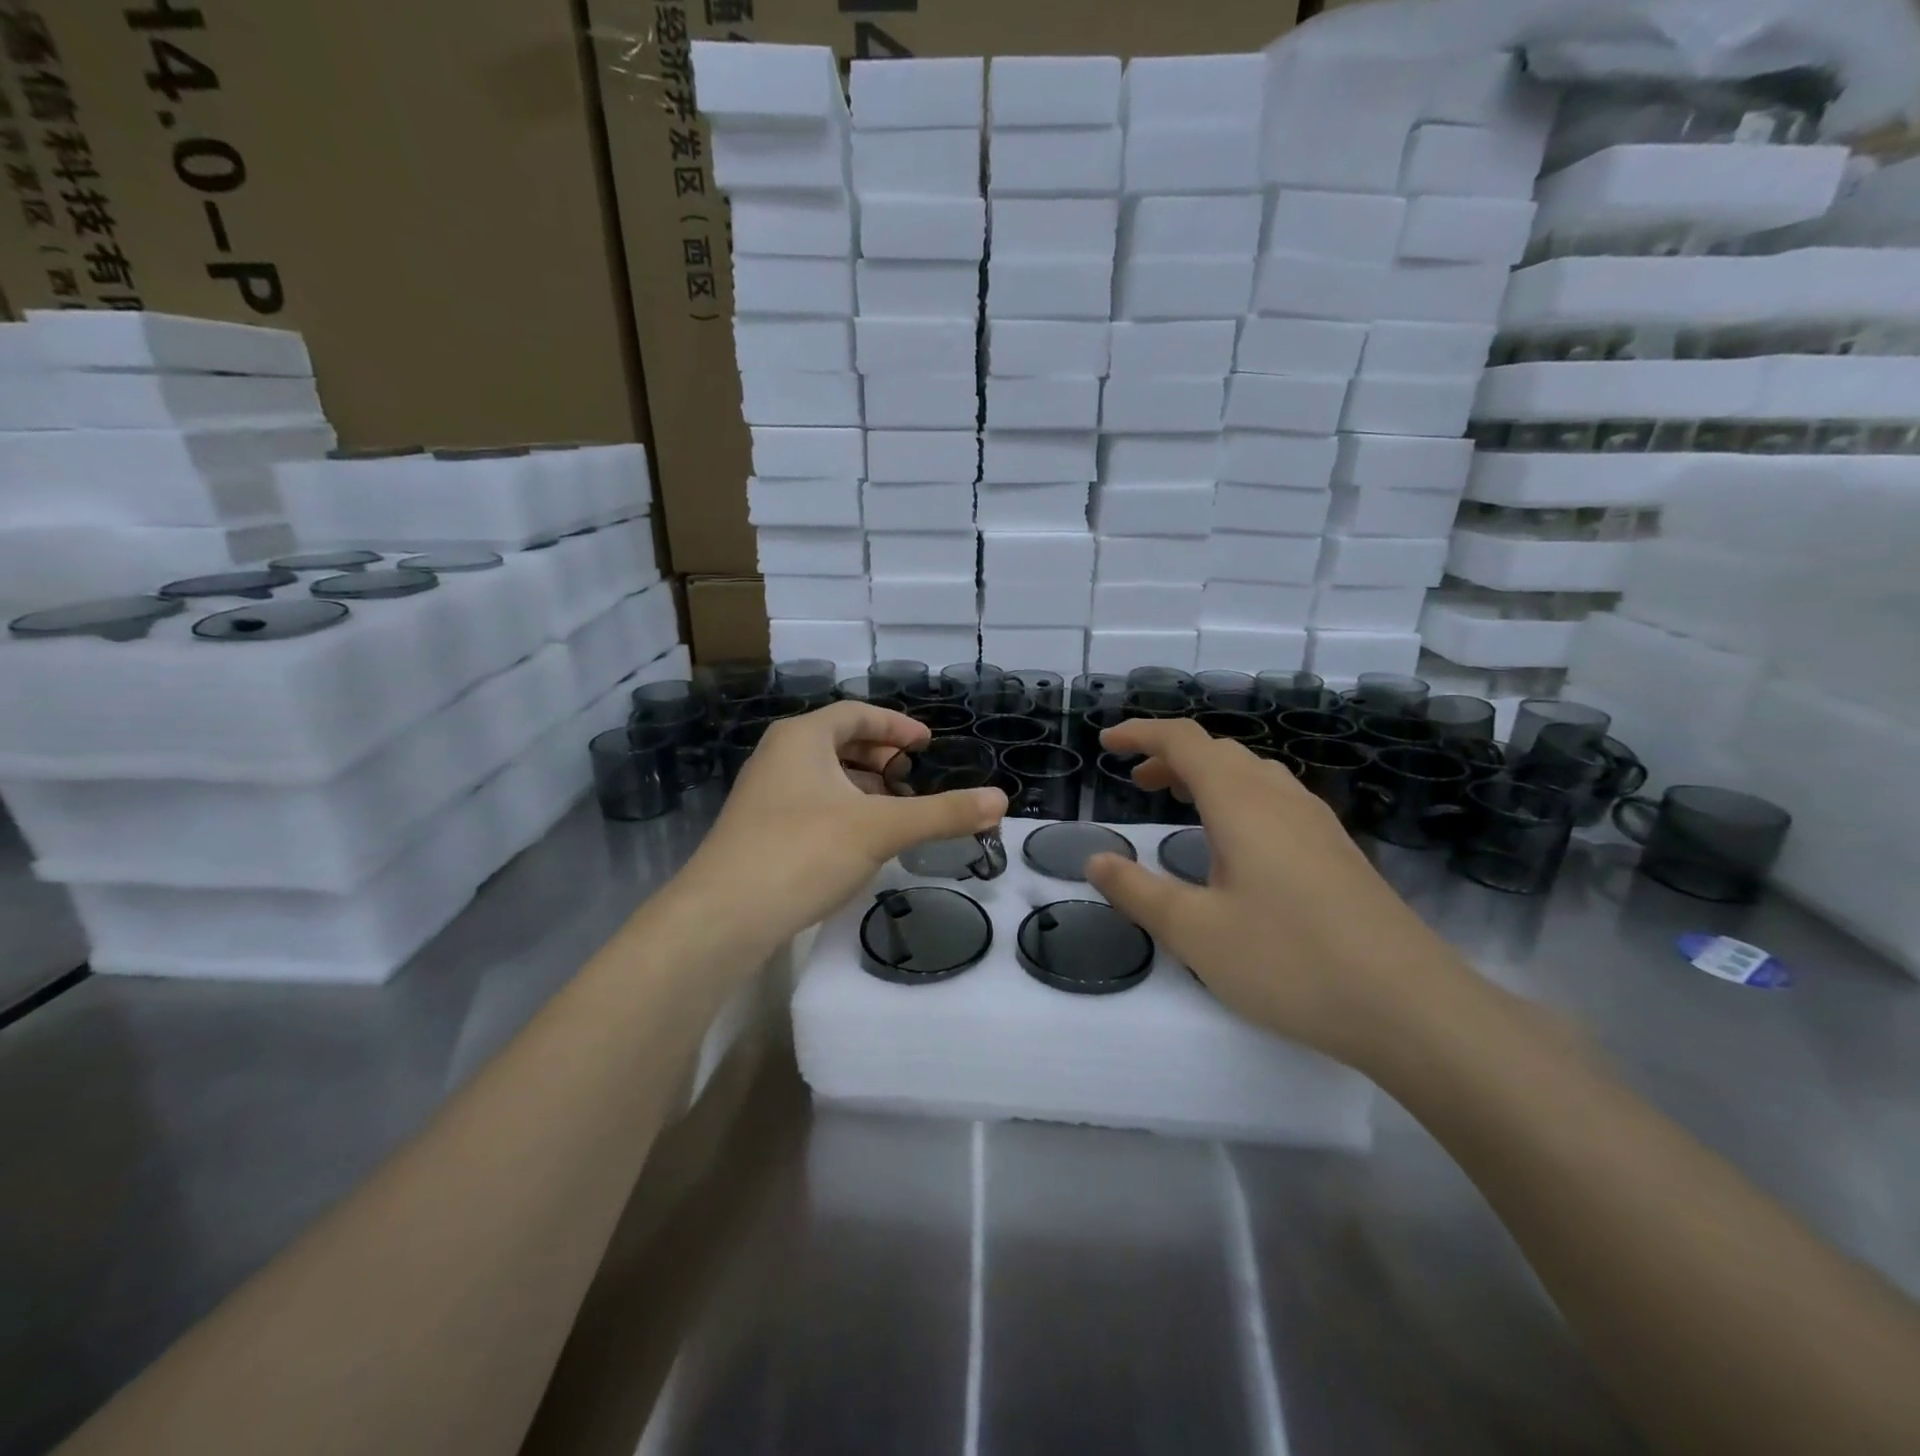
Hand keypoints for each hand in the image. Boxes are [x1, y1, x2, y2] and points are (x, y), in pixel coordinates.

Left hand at [677, 702, 1005, 952]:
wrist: (722, 916)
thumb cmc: (803, 852)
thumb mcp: (881, 829)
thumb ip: (942, 813)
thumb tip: (1000, 800)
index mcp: (802, 738)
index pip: (857, 715)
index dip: (896, 726)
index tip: (927, 745)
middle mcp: (778, 756)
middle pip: (838, 741)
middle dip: (880, 757)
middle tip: (913, 776)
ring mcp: (763, 793)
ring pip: (823, 775)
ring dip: (861, 785)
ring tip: (893, 808)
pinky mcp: (757, 829)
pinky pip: (809, 802)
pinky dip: (841, 808)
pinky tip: (858, 839)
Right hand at [1084, 718, 1469, 1068]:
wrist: (1411, 1006)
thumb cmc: (1290, 960)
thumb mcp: (1195, 932)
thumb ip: (1137, 892)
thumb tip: (1096, 860)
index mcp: (1241, 802)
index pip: (1184, 741)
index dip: (1141, 734)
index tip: (1107, 742)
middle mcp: (1281, 798)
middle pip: (1220, 752)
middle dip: (1171, 756)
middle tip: (1137, 782)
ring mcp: (1317, 823)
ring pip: (1252, 774)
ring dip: (1208, 776)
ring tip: (1179, 803)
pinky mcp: (1337, 851)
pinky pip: (1276, 800)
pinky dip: (1238, 799)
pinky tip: (1236, 844)